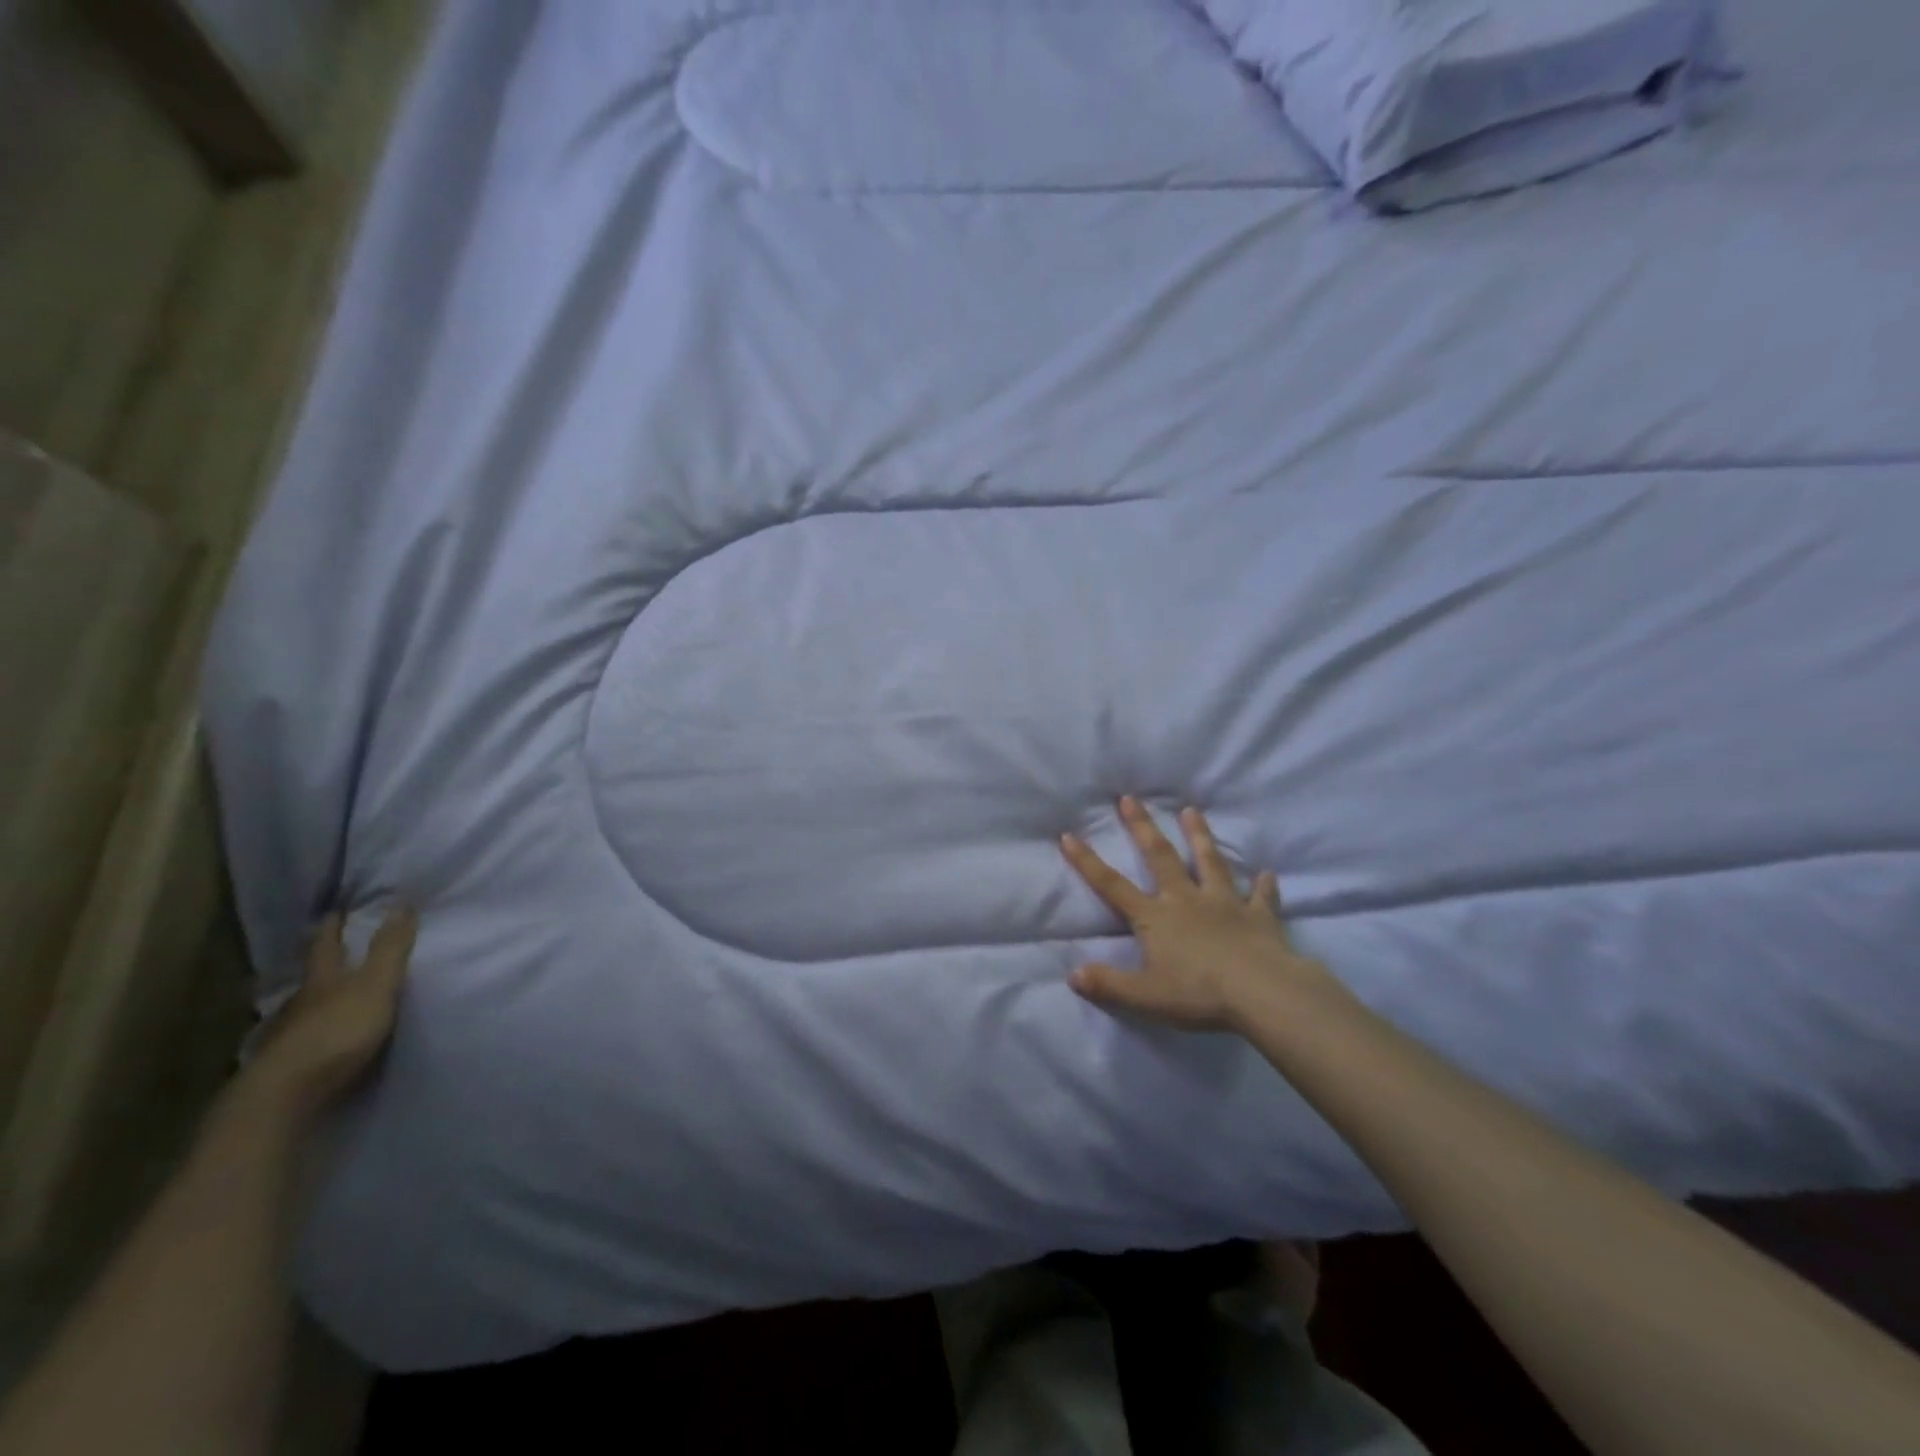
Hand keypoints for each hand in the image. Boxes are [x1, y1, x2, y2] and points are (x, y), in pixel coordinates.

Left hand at [248, 908, 417, 1118]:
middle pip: (311, 978)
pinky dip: (311, 1033)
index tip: (334, 912)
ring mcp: (287, 1036)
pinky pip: (301, 1040)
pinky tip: (317, 1039)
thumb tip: (402, 902)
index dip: (332, 928)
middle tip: (332, 952)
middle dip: (322, 965)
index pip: (326, 947)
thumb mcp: (376, 985)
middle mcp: (300, 1003)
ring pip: (302, 1010)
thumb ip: (390, 949)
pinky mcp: (285, 1066)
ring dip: (315, 1002)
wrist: (285, 1096)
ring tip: (330, 998)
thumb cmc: (336, 1031)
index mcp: (322, 980)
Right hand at [1060, 799, 1341, 1032]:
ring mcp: (1225, 902)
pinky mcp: (1259, 915)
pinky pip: (1261, 896)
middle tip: (1130, 798)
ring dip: (1200, 836)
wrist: (1262, 992)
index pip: (1112, 885)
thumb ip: (1108, 984)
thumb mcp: (1144, 996)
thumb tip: (1073, 975)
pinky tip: (1267, 874)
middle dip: (1143, 827)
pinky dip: (1263, 885)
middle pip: (1161, 857)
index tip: (1069, 835)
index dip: (1088, 862)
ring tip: (1191, 811)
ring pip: (1210, 862)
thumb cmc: (1198, 993)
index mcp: (1155, 917)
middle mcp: (1186, 899)